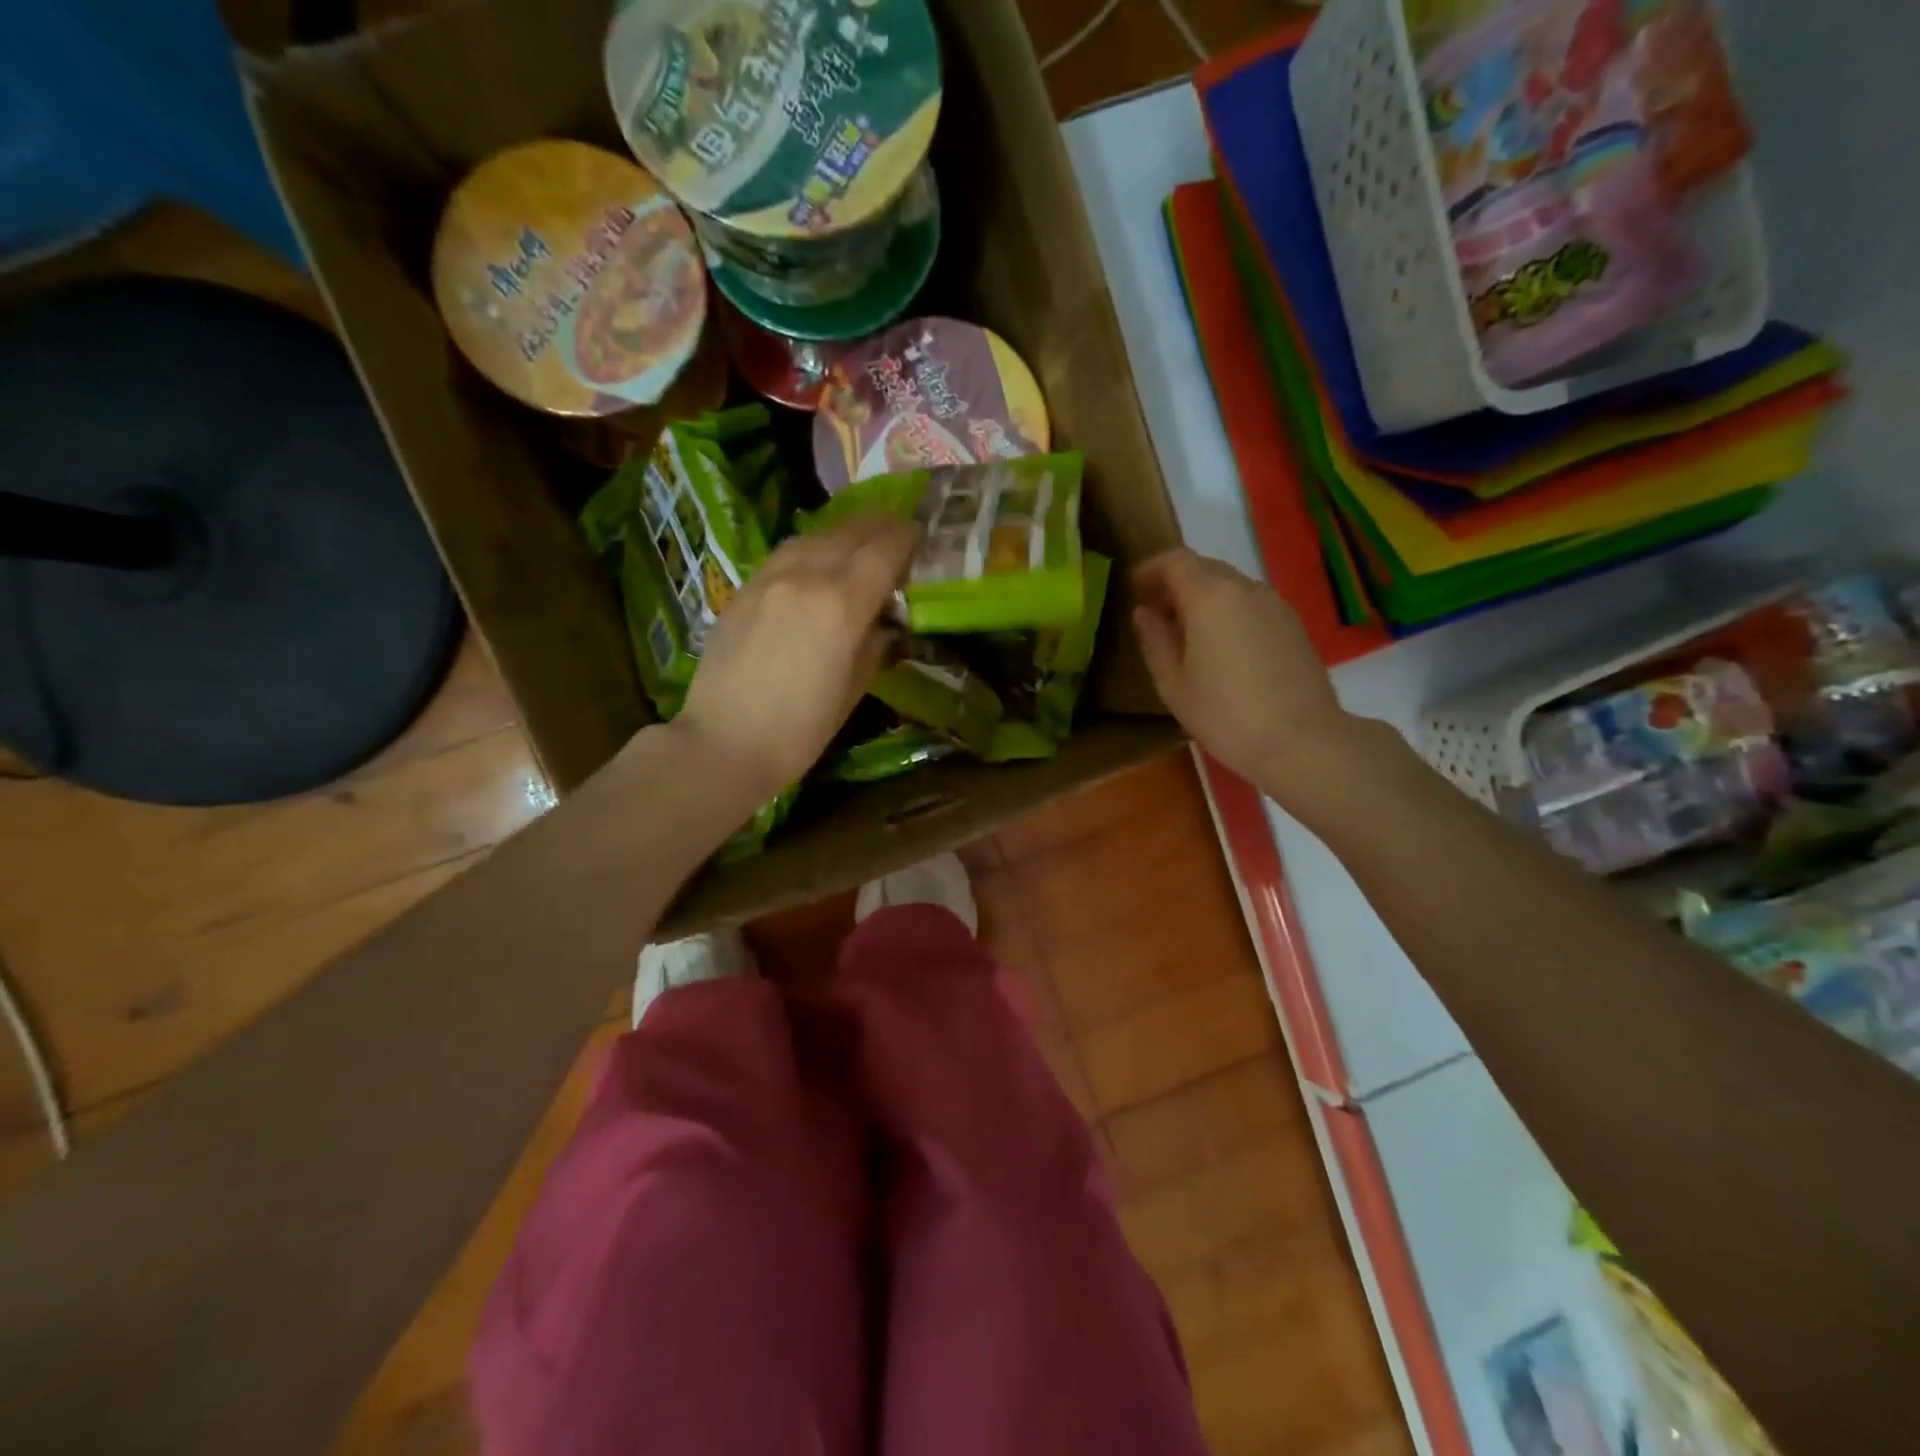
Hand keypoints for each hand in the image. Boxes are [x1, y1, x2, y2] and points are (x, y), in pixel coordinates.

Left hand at [667, 515, 918, 812]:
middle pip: (851, 533)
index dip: (907, 539)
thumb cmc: (801, 730)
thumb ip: (874, 642)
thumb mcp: (855, 688)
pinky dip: (812, 546)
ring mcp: (770, 577)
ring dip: (845, 532)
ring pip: (816, 535)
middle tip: (898, 533)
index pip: (885, 551)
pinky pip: (787, 552)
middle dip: (881, 527)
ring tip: (862, 539)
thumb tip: (884, 619)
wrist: (724, 742)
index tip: (921, 537)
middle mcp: (807, 576)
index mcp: (843, 604)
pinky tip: (818, 558)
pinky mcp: (745, 588)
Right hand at [1132, 547, 1353, 799]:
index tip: (1134, 591)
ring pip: (1230, 586)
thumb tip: (1144, 614)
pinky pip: (1251, 605)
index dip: (1151, 570)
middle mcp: (1245, 588)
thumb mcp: (1173, 684)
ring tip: (1188, 636)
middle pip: (1204, 568)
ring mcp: (1275, 604)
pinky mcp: (1294, 625)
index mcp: (1210, 596)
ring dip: (1204, 600)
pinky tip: (1222, 650)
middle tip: (1156, 616)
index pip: (1175, 560)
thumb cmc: (1225, 714)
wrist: (1301, 741)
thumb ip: (1154, 641)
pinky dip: (1229, 613)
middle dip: (1175, 584)